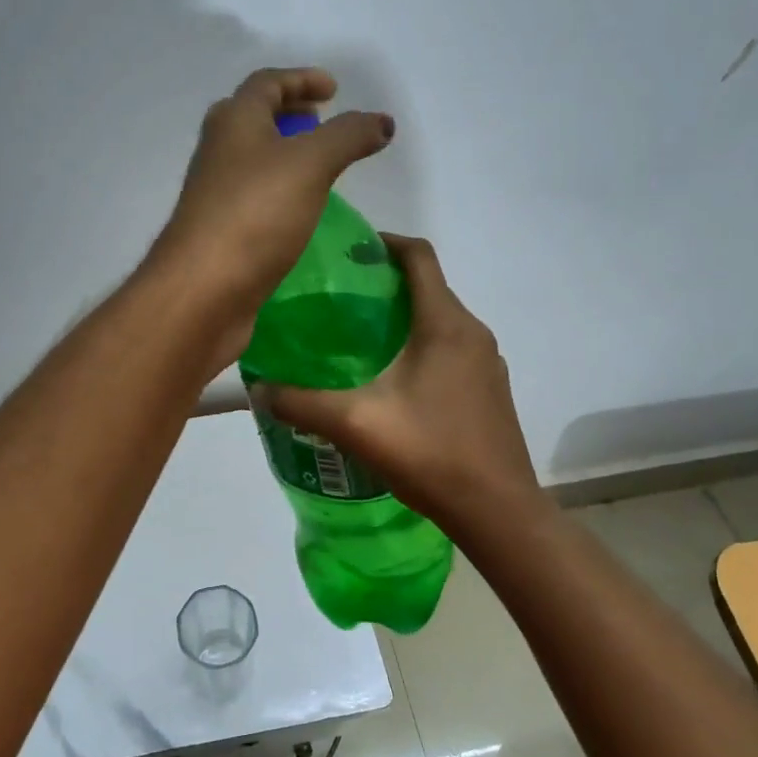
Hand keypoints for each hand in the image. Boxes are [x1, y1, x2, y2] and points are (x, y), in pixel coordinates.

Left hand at [150, 68, 393, 364]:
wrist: (203, 290)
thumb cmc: (255, 214)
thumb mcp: (311, 164)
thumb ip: (348, 136)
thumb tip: (382, 122)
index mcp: (234, 122)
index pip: (266, 83)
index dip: (301, 79)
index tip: (334, 90)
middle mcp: (218, 152)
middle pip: (252, 118)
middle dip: (289, 114)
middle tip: (321, 123)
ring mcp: (215, 194)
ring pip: (250, 161)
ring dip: (283, 155)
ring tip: (320, 168)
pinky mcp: (220, 232)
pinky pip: (252, 198)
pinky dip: (278, 192)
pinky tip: (300, 212)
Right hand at [250, 235, 547, 543]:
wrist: (498, 513)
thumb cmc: (430, 454)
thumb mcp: (355, 424)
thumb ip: (301, 402)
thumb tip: (259, 388)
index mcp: (445, 324)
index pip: (419, 256)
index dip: (383, 243)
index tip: (346, 252)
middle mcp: (473, 333)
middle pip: (428, 288)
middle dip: (384, 285)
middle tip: (337, 301)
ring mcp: (487, 363)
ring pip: (440, 321)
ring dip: (403, 319)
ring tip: (357, 341)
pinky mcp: (490, 390)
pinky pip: (452, 350)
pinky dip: (421, 348)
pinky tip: (391, 383)